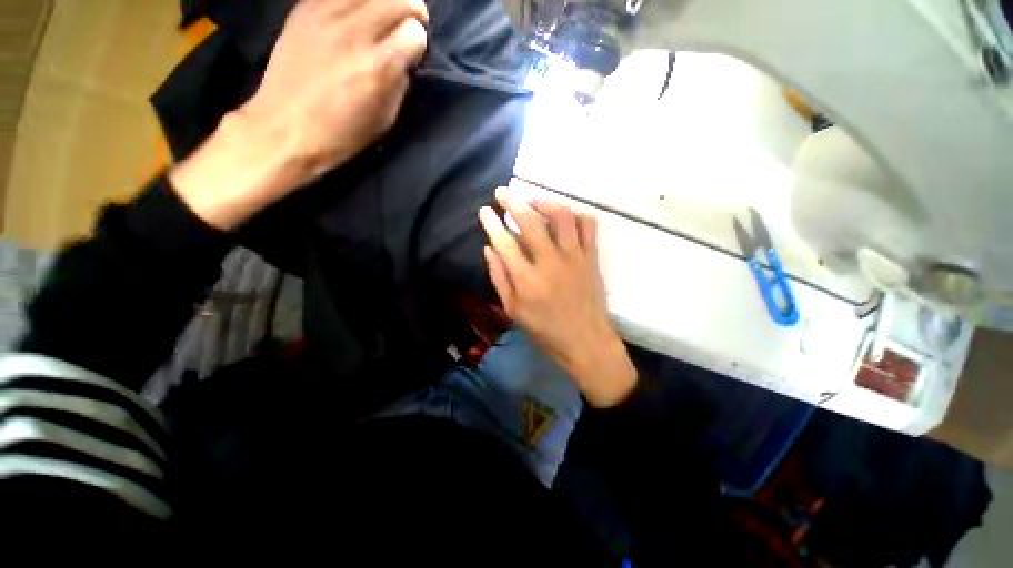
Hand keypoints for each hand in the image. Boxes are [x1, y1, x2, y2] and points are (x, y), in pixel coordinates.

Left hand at [170, 0, 428, 229]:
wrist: (285, 127)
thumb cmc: (342, 134)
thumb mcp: (385, 119)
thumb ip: (399, 83)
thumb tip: (404, 59)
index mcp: (377, 67)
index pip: (414, 33)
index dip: (418, 43)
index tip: (412, 53)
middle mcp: (355, 33)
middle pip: (398, 0)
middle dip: (410, 12)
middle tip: (408, 25)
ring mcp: (326, 15)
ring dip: (385, 1)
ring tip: (385, 14)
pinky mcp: (305, 9)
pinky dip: (356, 0)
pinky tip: (357, 12)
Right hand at [479, 187, 636, 407]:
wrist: (586, 341)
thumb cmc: (545, 330)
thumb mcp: (514, 310)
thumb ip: (499, 278)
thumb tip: (488, 249)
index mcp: (528, 280)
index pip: (505, 242)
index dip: (492, 223)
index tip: (485, 211)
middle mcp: (551, 263)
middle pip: (530, 221)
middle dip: (512, 201)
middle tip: (502, 192)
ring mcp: (575, 257)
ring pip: (561, 216)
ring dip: (544, 201)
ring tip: (532, 200)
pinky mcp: (591, 257)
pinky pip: (588, 225)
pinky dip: (575, 213)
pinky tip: (563, 215)